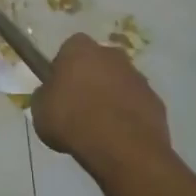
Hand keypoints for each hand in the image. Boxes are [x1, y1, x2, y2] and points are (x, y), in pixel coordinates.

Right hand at [32, 33, 170, 164]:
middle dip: (91, 78)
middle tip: (80, 106)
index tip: (60, 88)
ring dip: (111, 97)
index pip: (69, 48)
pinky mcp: (155, 100)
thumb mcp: (40, 110)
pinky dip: (129, 115)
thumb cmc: (72, 120)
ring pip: (119, 82)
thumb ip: (45, 96)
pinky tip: (119, 136)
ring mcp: (138, 77)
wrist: (121, 147)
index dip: (64, 67)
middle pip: (98, 62)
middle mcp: (112, 55)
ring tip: (100, 126)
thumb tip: (50, 94)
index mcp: (80, 49)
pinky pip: (136, 104)